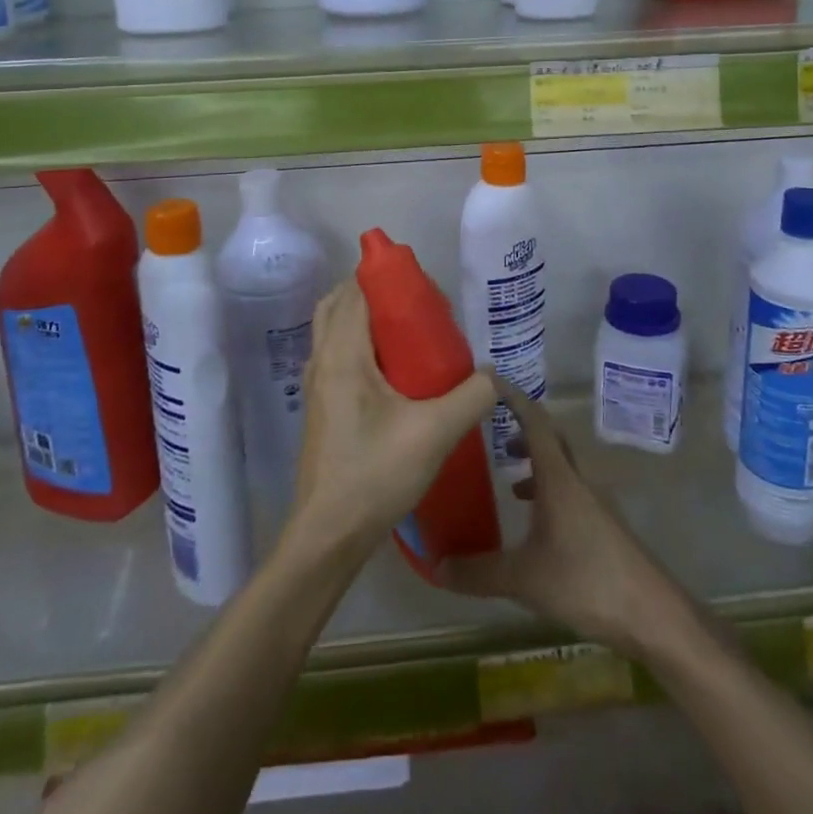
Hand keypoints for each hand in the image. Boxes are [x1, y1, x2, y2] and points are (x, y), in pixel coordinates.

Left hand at [288, 279, 496, 558]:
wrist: (328, 534)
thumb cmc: (376, 473)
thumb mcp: (436, 432)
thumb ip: (473, 396)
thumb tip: (496, 374)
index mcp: (342, 354)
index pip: (356, 291)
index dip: (387, 278)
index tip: (423, 287)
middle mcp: (321, 360)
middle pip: (341, 303)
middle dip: (376, 293)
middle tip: (417, 306)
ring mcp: (316, 384)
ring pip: (335, 329)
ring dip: (366, 318)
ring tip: (410, 333)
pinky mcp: (320, 405)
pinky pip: (337, 353)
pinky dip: (360, 343)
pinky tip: (395, 371)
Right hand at [438, 381, 685, 659]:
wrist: (653, 614)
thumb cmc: (586, 581)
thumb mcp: (524, 579)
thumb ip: (479, 572)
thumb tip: (435, 566)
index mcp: (559, 478)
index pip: (535, 421)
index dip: (513, 397)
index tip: (490, 379)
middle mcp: (578, 481)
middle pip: (551, 440)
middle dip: (523, 430)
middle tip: (493, 432)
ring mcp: (595, 503)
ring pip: (562, 468)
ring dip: (536, 465)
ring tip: (509, 482)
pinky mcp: (604, 526)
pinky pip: (570, 493)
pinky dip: (549, 493)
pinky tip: (536, 525)